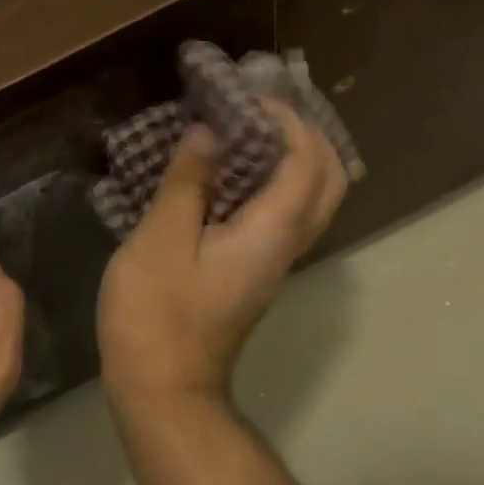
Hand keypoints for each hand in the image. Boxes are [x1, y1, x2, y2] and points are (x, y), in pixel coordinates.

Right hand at [97, 102, 347, 418]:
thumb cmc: (156, 314)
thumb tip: (209, 133)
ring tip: (242, 130)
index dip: (287, 119)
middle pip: (327, 179)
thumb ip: (188, 182)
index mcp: (272, 231)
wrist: (162, 388)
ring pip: (308, 198)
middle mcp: (287, 245)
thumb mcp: (161, 239)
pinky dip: (267, 181)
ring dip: (288, 156)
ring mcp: (273, 262)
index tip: (246, 96)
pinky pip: (280, 214)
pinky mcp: (253, 272)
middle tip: (258, 110)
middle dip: (304, 134)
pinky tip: (222, 173)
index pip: (308, 160)